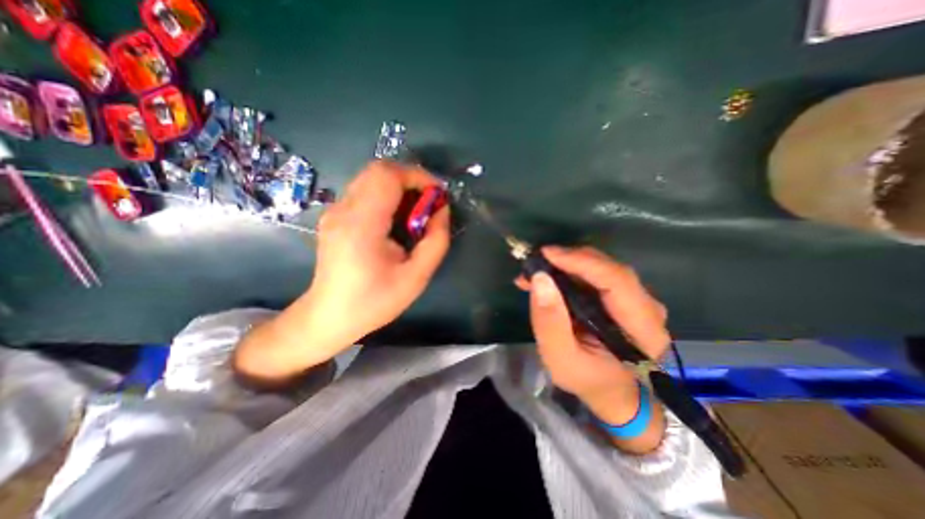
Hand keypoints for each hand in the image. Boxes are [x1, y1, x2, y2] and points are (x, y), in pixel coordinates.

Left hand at [236, 163, 451, 384]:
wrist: (329, 316)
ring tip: (415, 212)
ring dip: (399, 187)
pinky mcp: (335, 216)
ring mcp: (335, 211)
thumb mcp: (416, 277)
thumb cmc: (374, 301)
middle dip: (410, 179)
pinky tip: (395, 219)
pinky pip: (364, 191)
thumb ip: (436, 241)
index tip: (438, 194)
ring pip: (371, 178)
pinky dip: (386, 195)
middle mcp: (343, 209)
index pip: (388, 176)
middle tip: (428, 202)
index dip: (418, 176)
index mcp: (362, 225)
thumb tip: (442, 210)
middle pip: (379, 170)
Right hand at [513, 248, 672, 430]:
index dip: (581, 262)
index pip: (617, 281)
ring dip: (567, 265)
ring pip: (601, 268)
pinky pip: (596, 275)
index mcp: (642, 329)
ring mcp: (637, 300)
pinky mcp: (623, 297)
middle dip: (569, 260)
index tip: (546, 254)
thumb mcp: (560, 359)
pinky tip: (548, 277)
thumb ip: (550, 322)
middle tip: (536, 262)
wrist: (612, 393)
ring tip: (536, 272)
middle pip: (609, 269)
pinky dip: (570, 271)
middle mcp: (647, 308)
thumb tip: (540, 279)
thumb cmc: (588, 380)